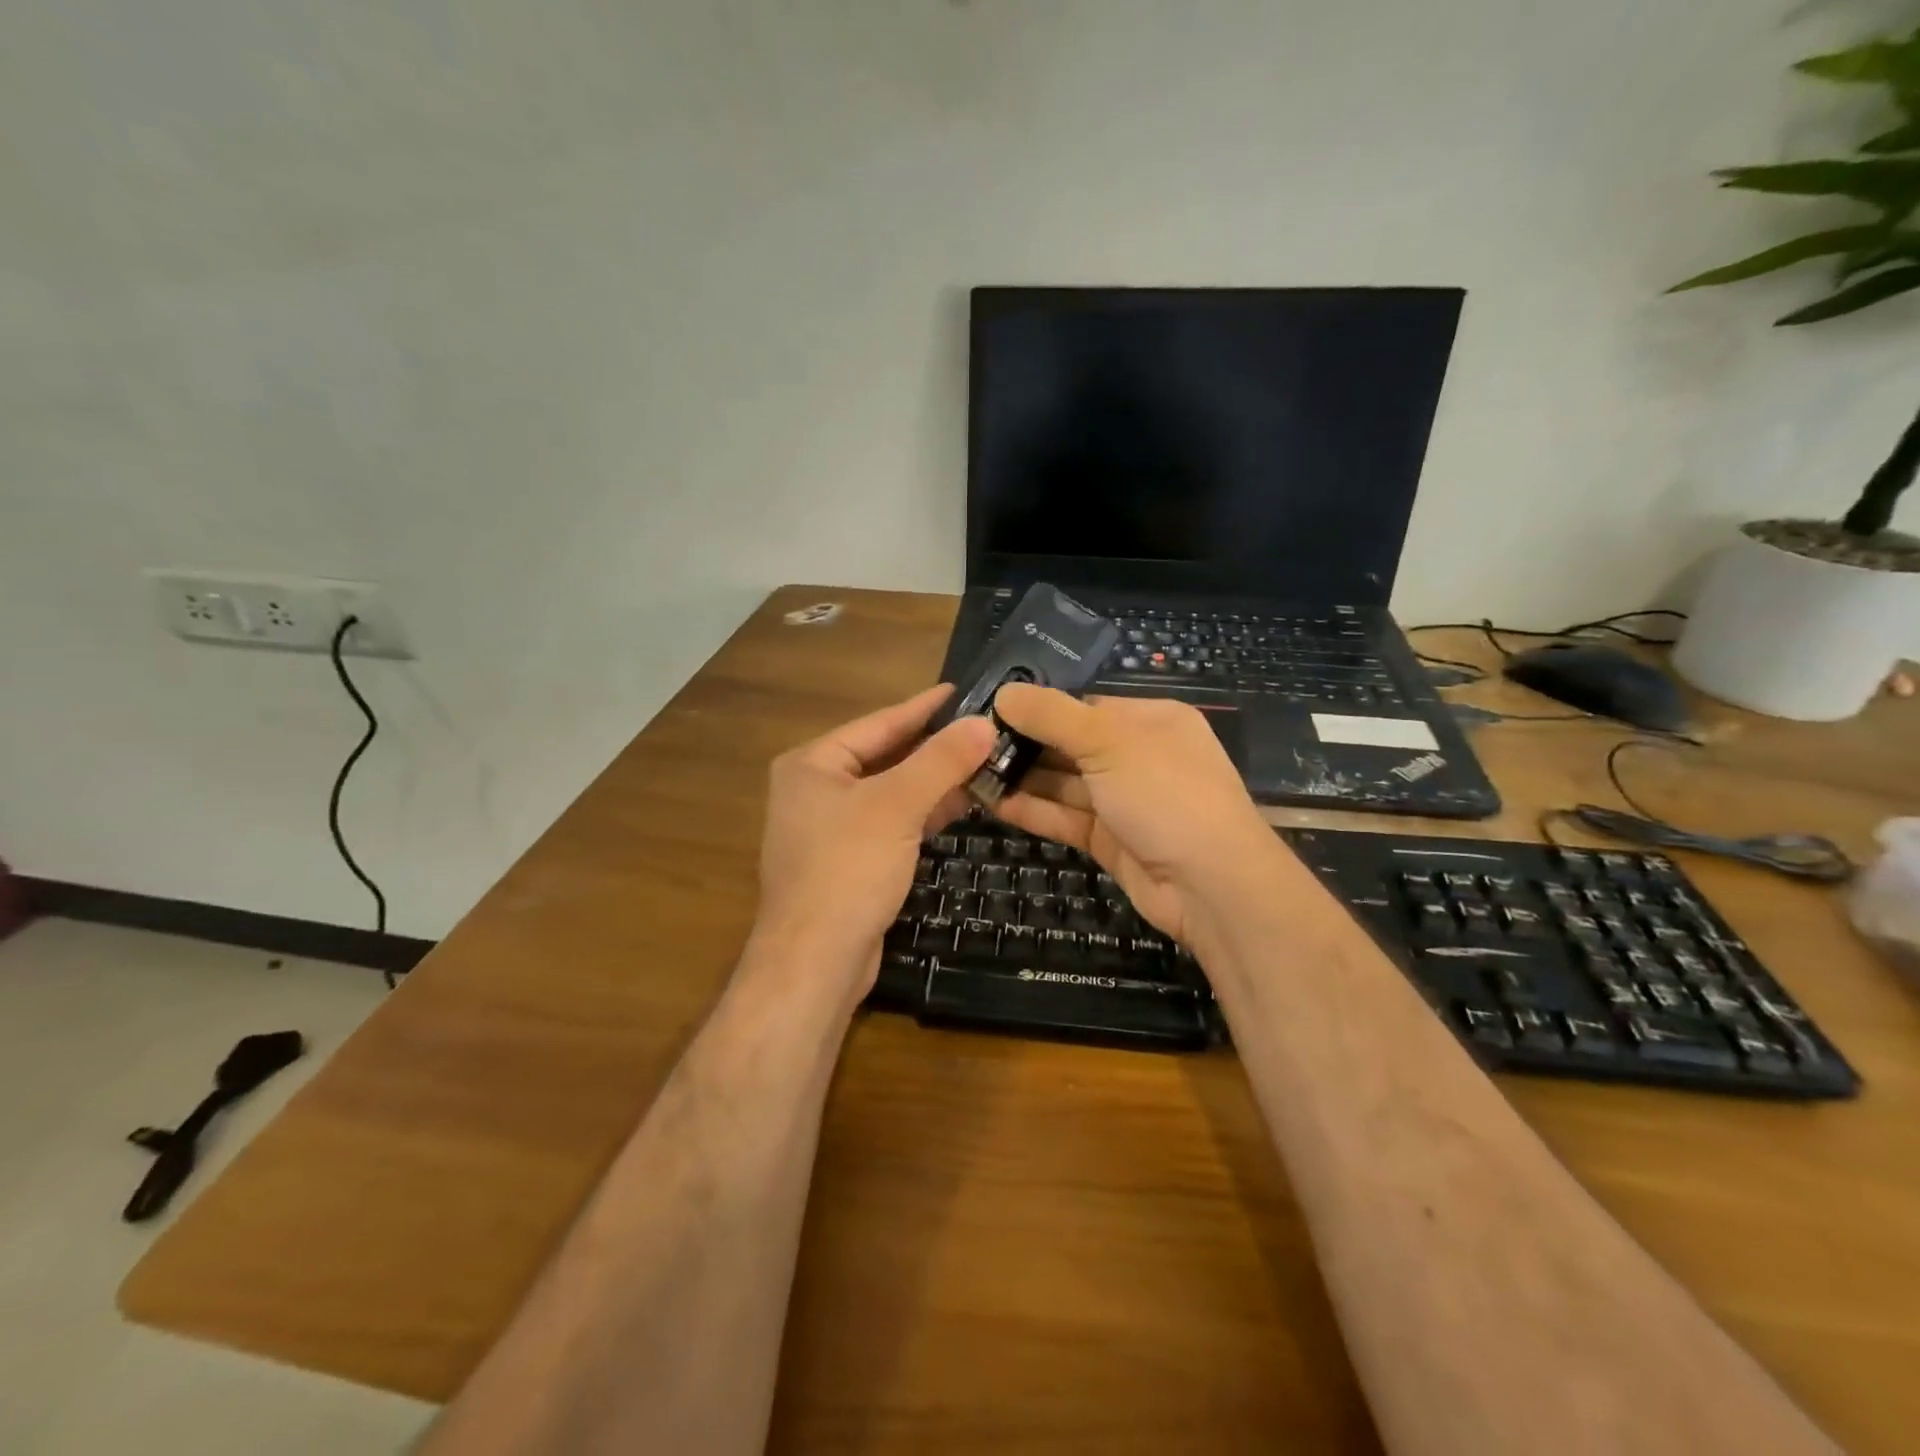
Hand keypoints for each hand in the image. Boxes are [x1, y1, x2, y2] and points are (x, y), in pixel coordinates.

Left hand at [753, 685, 995, 1000]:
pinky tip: (961, 805)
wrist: (816, 961)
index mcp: (813, 764)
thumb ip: (941, 761)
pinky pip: (892, 823)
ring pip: (892, 792)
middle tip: (984, 729)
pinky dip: (924, 813)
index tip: (964, 691)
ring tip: (984, 762)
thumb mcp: (897, 805)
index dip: (924, 707)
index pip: (879, 723)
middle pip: (886, 756)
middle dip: (935, 747)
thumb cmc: (848, 869)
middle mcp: (816, 789)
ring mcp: (830, 828)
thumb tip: (985, 723)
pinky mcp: (849, 861)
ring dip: (935, 781)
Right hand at [988, 686, 1294, 950]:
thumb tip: (1004, 691)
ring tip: (970, 772)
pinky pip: (1066, 818)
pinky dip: (1033, 810)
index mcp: (1151, 721)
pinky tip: (993, 803)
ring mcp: (1124, 801)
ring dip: (1022, 779)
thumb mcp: (1109, 743)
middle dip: (1025, 745)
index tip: (990, 709)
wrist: (1211, 886)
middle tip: (970, 744)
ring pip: (1064, 784)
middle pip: (1070, 745)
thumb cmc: (1165, 794)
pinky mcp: (1110, 840)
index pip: (1085, 706)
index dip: (1039, 708)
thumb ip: (1053, 716)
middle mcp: (1138, 757)